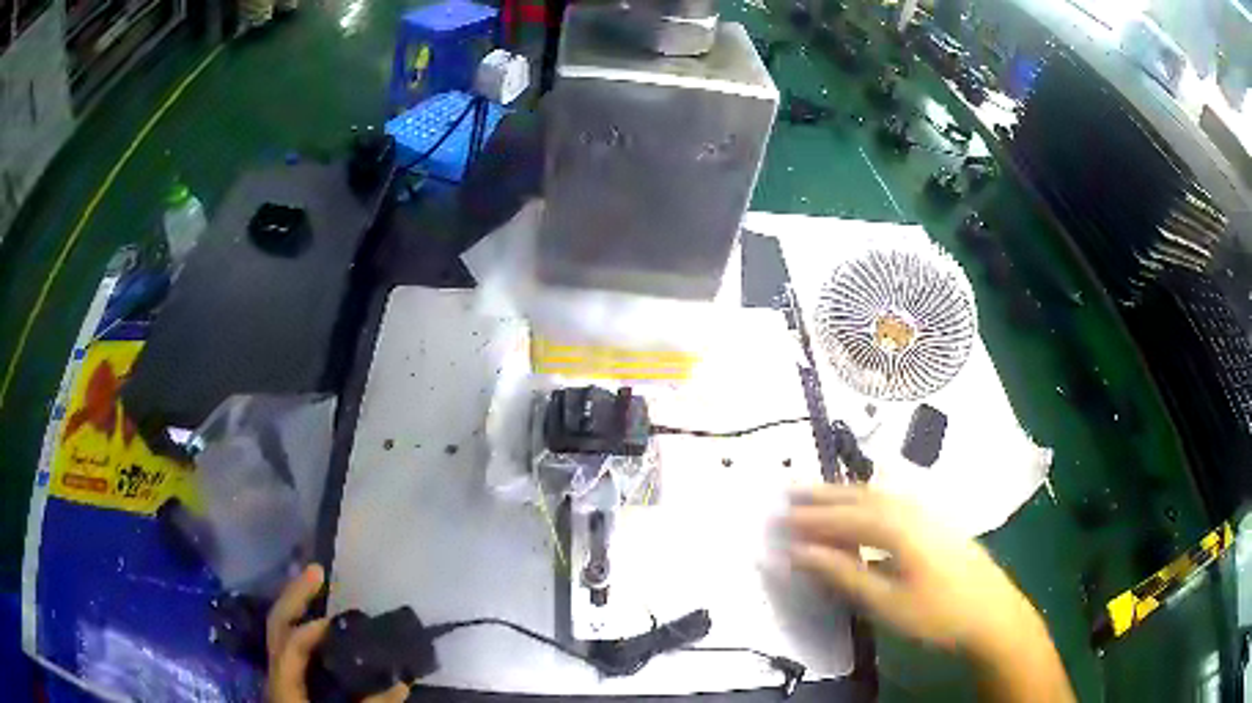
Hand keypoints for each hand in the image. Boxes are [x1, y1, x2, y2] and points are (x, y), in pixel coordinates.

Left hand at [266, 564, 410, 702]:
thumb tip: (402, 683)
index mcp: (283, 684)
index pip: (290, 645)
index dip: (311, 630)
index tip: (339, 621)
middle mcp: (275, 672)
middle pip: (276, 624)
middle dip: (295, 595)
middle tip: (319, 570)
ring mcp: (279, 676)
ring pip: (279, 631)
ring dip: (296, 606)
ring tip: (317, 586)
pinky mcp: (288, 682)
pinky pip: (291, 647)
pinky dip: (303, 629)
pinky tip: (319, 625)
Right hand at [785, 485, 1043, 657]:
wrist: (993, 614)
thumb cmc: (938, 613)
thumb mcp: (886, 603)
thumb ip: (843, 574)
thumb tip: (801, 554)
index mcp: (899, 527)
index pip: (845, 517)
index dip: (810, 519)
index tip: (779, 520)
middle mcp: (913, 509)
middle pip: (861, 496)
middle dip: (824, 495)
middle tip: (789, 491)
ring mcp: (929, 513)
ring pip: (880, 495)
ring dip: (846, 494)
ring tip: (818, 494)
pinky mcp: (937, 522)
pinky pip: (894, 502)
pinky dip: (869, 500)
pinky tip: (866, 506)